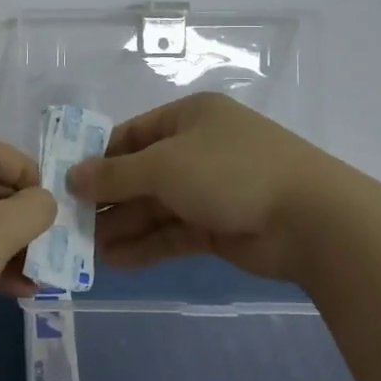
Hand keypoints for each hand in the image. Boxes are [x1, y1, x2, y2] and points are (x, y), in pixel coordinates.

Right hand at [65, 92, 380, 287]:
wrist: (312, 219)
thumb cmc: (230, 171)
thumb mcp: (164, 165)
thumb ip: (116, 174)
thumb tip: (73, 176)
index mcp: (189, 118)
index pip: (132, 135)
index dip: (100, 158)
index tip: (67, 182)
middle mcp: (198, 149)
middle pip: (142, 173)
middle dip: (109, 199)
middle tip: (71, 223)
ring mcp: (211, 189)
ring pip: (156, 207)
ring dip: (124, 226)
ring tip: (86, 249)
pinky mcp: (221, 226)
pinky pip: (174, 233)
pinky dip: (147, 245)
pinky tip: (116, 262)